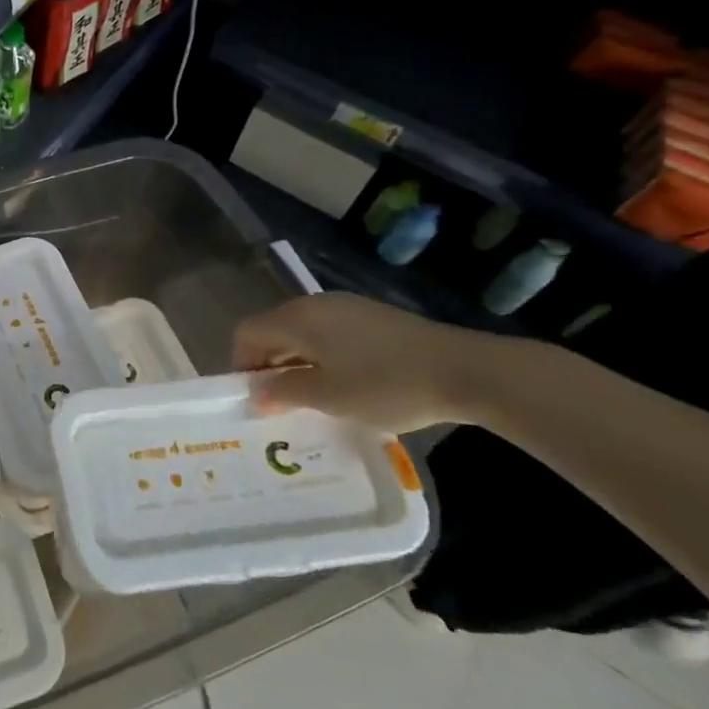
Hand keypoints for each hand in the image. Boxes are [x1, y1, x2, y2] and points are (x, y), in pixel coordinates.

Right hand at [232, 292, 500, 432]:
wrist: (467, 371)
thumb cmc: (387, 385)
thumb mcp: (329, 397)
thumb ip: (284, 392)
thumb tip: (256, 394)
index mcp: (298, 318)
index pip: (247, 333)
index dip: (241, 364)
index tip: (255, 398)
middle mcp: (316, 304)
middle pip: (273, 330)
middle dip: (268, 365)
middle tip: (279, 403)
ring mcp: (348, 308)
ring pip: (302, 333)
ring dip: (296, 363)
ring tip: (312, 398)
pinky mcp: (373, 318)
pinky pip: (328, 334)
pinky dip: (322, 357)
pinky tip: (343, 384)